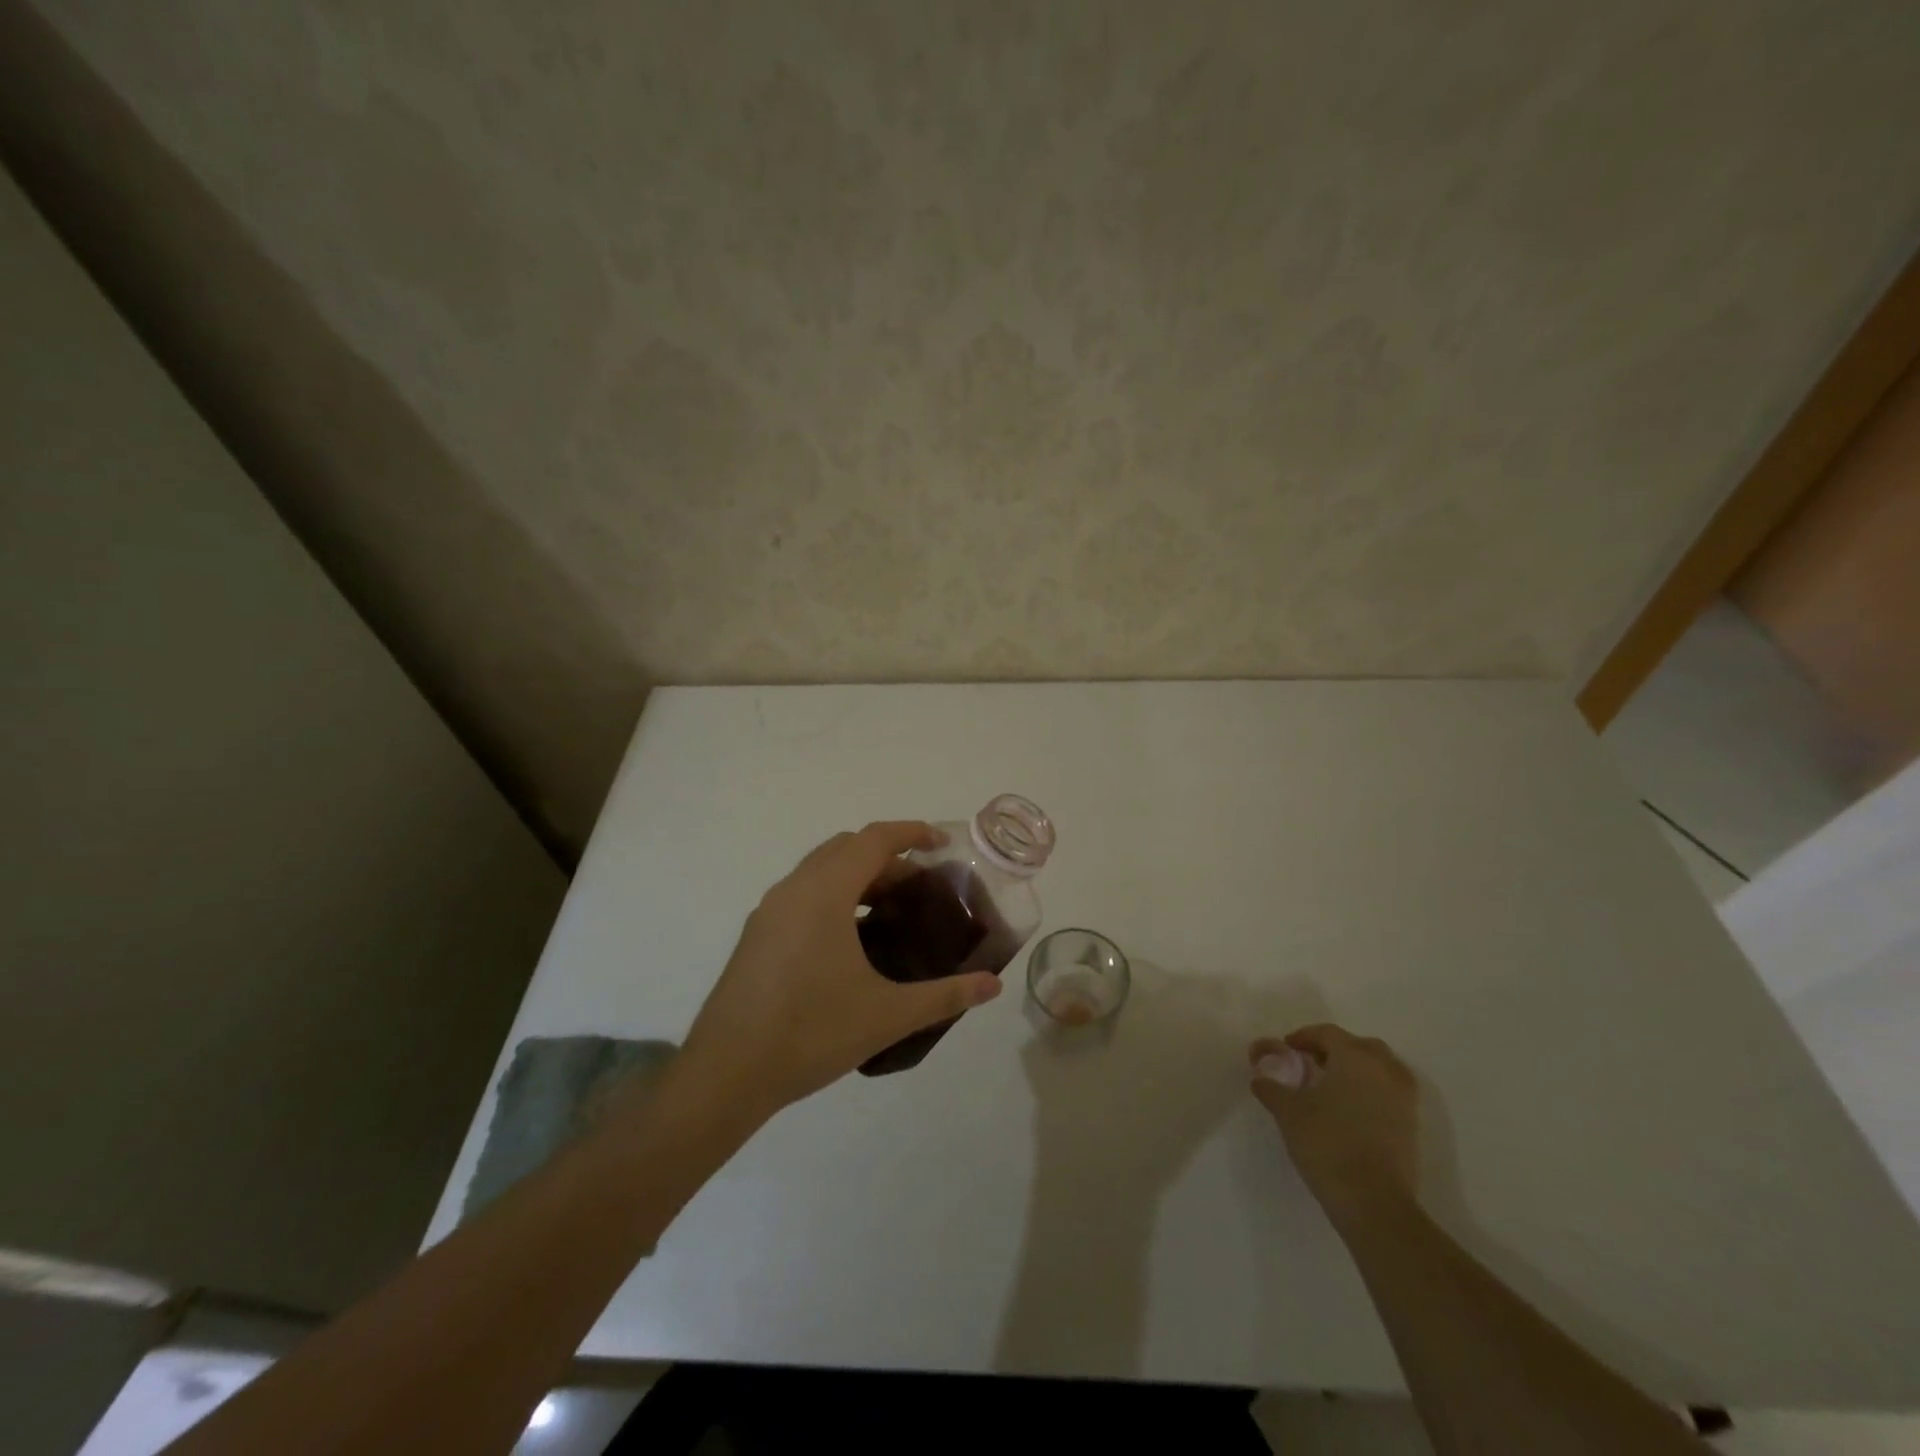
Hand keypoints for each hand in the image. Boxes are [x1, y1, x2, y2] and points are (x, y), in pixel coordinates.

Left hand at [678, 822, 1003, 1115]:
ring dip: (858, 876)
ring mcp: (769, 911)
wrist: (725, 1074)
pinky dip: (834, 896)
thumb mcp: (887, 1015)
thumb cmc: (810, 1033)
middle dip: (888, 857)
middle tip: (921, 887)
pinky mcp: (756, 935)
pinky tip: (851, 942)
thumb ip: (945, 995)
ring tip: (891, 912)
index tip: (942, 844)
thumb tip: (994, 985)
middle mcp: (793, 889)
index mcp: (824, 893)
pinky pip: (803, 894)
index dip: (911, 833)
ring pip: (821, 870)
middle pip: (847, 848)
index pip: (874, 839)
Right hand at [1249, 1024, 1419, 1225]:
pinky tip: (1350, 1110)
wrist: (1374, 1202)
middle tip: (1311, 1063)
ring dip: (1356, 1069)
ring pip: (1380, 1068)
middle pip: (1359, 1046)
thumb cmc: (1327, 1144)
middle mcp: (1384, 1069)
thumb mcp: (1288, 1112)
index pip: (1328, 1034)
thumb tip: (1259, 1077)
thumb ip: (1271, 1087)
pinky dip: (1371, 1090)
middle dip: (1334, 1050)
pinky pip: (1389, 1092)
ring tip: (1332, 1086)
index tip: (1287, 1049)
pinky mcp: (1412, 1124)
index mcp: (1355, 1057)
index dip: (1304, 1037)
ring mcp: (1404, 1098)